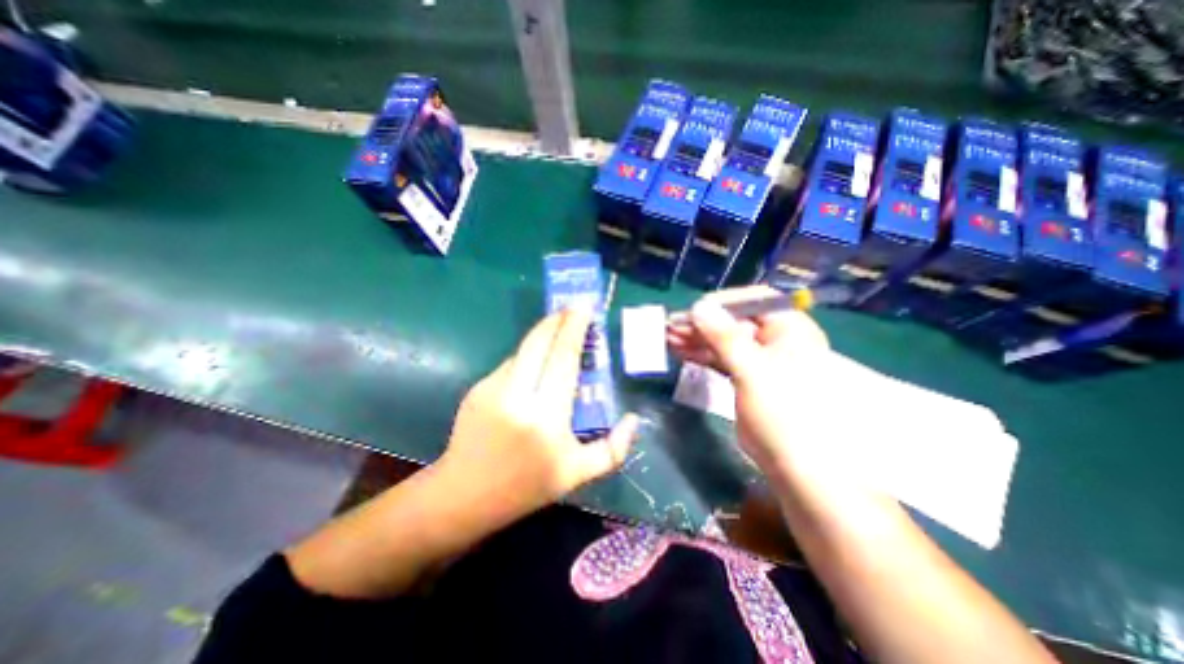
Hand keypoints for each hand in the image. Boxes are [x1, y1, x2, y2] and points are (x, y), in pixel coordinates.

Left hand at [436, 312, 638, 523]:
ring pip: (523, 350)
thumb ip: (614, 450)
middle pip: (539, 342)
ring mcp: (493, 388)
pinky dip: (527, 358)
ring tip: (557, 332)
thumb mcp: (578, 475)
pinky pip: (510, 364)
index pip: (564, 359)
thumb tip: (633, 419)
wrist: (464, 495)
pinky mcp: (478, 388)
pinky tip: (535, 365)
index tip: (584, 308)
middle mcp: (518, 395)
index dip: (574, 329)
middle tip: (572, 308)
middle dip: (557, 320)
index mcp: (547, 417)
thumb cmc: (527, 487)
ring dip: (542, 337)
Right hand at [665, 287, 830, 468]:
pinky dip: (700, 353)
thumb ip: (724, 336)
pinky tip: (679, 351)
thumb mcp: (752, 369)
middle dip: (702, 323)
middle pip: (733, 321)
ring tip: (669, 338)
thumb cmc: (782, 411)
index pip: (755, 300)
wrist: (793, 462)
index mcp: (788, 329)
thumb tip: (699, 306)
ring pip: (722, 339)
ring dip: (696, 338)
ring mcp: (757, 357)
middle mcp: (773, 338)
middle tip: (672, 327)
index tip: (695, 310)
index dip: (724, 302)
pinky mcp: (744, 375)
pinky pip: (719, 357)